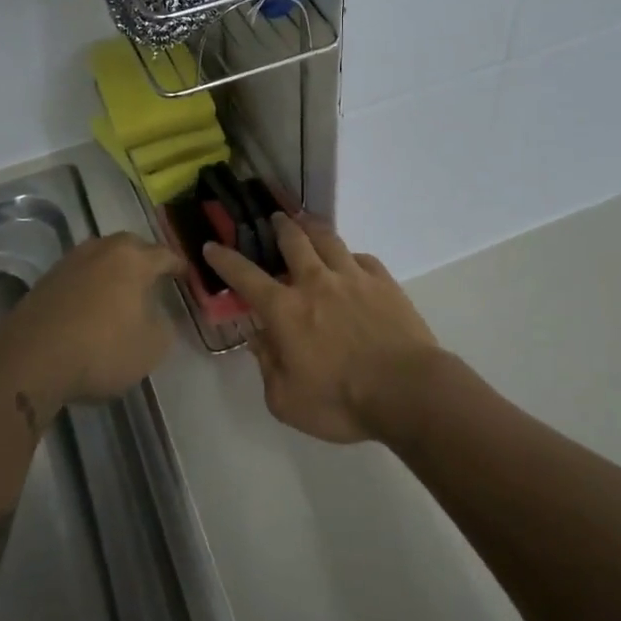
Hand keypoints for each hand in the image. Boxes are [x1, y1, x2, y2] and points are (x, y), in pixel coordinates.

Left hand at [1, 233, 184, 407]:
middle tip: (155, 280)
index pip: (165, 255)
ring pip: (102, 259)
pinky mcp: (46, 280)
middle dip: (145, 261)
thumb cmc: (101, 349)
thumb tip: (155, 315)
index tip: (187, 276)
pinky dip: (91, 286)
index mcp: (133, 258)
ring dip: (114, 272)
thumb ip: (162, 325)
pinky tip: (92, 307)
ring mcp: (70, 262)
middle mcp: (102, 249)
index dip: (179, 266)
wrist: (30, 359)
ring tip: (122, 293)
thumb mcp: (152, 347)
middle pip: (131, 248)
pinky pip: (80, 276)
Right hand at [203, 214, 442, 443]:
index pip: (246, 276)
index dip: (225, 260)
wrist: (407, 390)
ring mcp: (352, 277)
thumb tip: (258, 339)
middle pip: (293, 241)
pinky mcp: (383, 282)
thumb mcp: (287, 401)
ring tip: (305, 221)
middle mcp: (315, 283)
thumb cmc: (341, 401)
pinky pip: (362, 257)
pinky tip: (350, 260)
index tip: (212, 245)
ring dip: (312, 227)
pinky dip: (349, 255)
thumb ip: (267, 366)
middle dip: (279, 227)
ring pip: (327, 239)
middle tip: (274, 219)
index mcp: (286, 310)